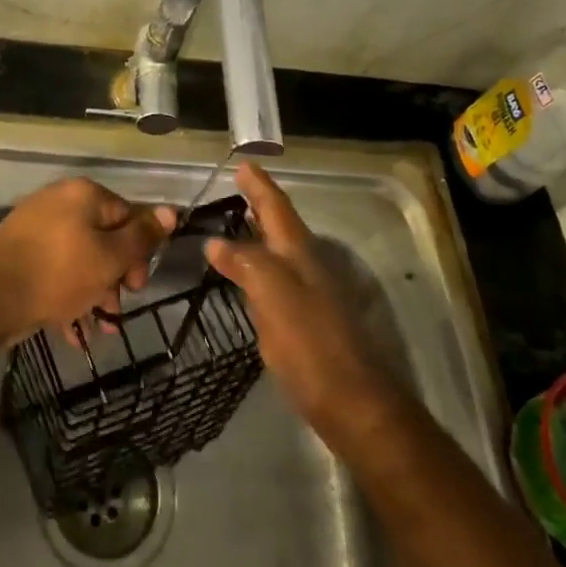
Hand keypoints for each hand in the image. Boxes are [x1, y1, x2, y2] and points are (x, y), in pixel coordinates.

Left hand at [0, 178, 174, 341]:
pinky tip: (72, 330)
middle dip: (114, 278)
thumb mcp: (110, 258)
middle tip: (115, 310)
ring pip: (78, 258)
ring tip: (96, 329)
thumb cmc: (60, 274)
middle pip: (103, 238)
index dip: (139, 253)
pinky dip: (66, 294)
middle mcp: (59, 201)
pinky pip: (54, 269)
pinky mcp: (18, 251)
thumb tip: (171, 210)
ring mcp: (35, 225)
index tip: (136, 286)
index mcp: (84, 195)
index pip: (128, 216)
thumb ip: (142, 236)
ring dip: (93, 292)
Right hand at [205, 163, 404, 444]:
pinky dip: (257, 268)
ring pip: (278, 253)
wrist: (350, 401)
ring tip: (234, 225)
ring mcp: (308, 294)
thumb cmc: (309, 342)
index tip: (243, 165)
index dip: (259, 186)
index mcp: (299, 253)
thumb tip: (216, 243)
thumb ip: (245, 263)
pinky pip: (275, 281)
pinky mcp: (303, 321)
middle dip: (259, 206)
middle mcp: (306, 267)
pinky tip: (245, 278)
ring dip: (258, 236)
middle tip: (236, 190)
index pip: (276, 208)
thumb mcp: (273, 294)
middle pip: (279, 227)